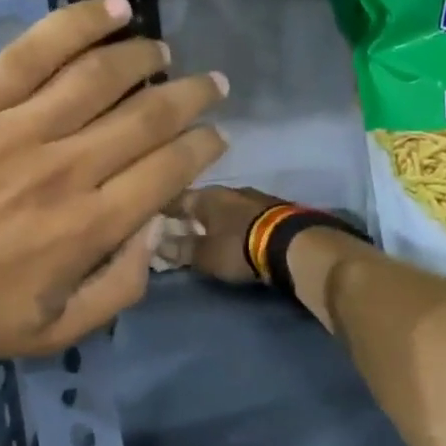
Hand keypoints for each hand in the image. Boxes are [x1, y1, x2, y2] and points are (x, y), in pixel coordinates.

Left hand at [0, 0, 227, 366]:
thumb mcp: (54, 333)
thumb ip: (118, 290)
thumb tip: (154, 231)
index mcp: (89, 228)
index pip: (167, 171)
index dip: (202, 147)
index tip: (216, 134)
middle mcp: (65, 169)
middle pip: (146, 117)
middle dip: (190, 97)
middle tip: (211, 84)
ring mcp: (15, 129)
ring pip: (99, 76)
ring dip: (143, 57)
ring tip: (162, 50)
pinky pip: (33, 50)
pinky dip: (79, 24)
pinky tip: (113, 9)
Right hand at [159, 186, 290, 283]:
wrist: (293, 244)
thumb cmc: (239, 247)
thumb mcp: (205, 255)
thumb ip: (180, 249)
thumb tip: (156, 244)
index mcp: (207, 196)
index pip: (176, 198)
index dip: (163, 209)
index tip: (152, 218)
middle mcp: (229, 190)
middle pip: (203, 201)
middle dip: (192, 215)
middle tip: (180, 230)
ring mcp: (255, 197)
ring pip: (226, 206)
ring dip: (217, 219)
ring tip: (209, 233)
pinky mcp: (275, 210)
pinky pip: (245, 214)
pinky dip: (236, 223)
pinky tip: (235, 233)